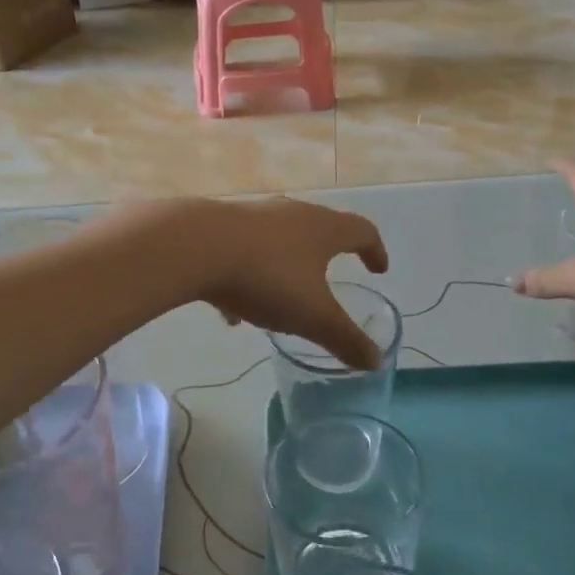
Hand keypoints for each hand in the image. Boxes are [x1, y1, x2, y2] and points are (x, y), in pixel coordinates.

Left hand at [185, 198, 389, 367]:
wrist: (195, 247)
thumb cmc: (267, 277)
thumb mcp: (313, 317)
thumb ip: (345, 339)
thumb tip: (376, 361)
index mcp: (323, 229)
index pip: (362, 231)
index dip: (374, 250)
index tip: (378, 269)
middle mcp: (292, 214)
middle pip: (320, 230)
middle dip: (328, 256)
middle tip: (332, 279)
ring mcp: (254, 217)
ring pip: (278, 242)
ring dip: (285, 269)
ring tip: (280, 303)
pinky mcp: (220, 227)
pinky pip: (242, 254)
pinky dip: (246, 279)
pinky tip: (232, 311)